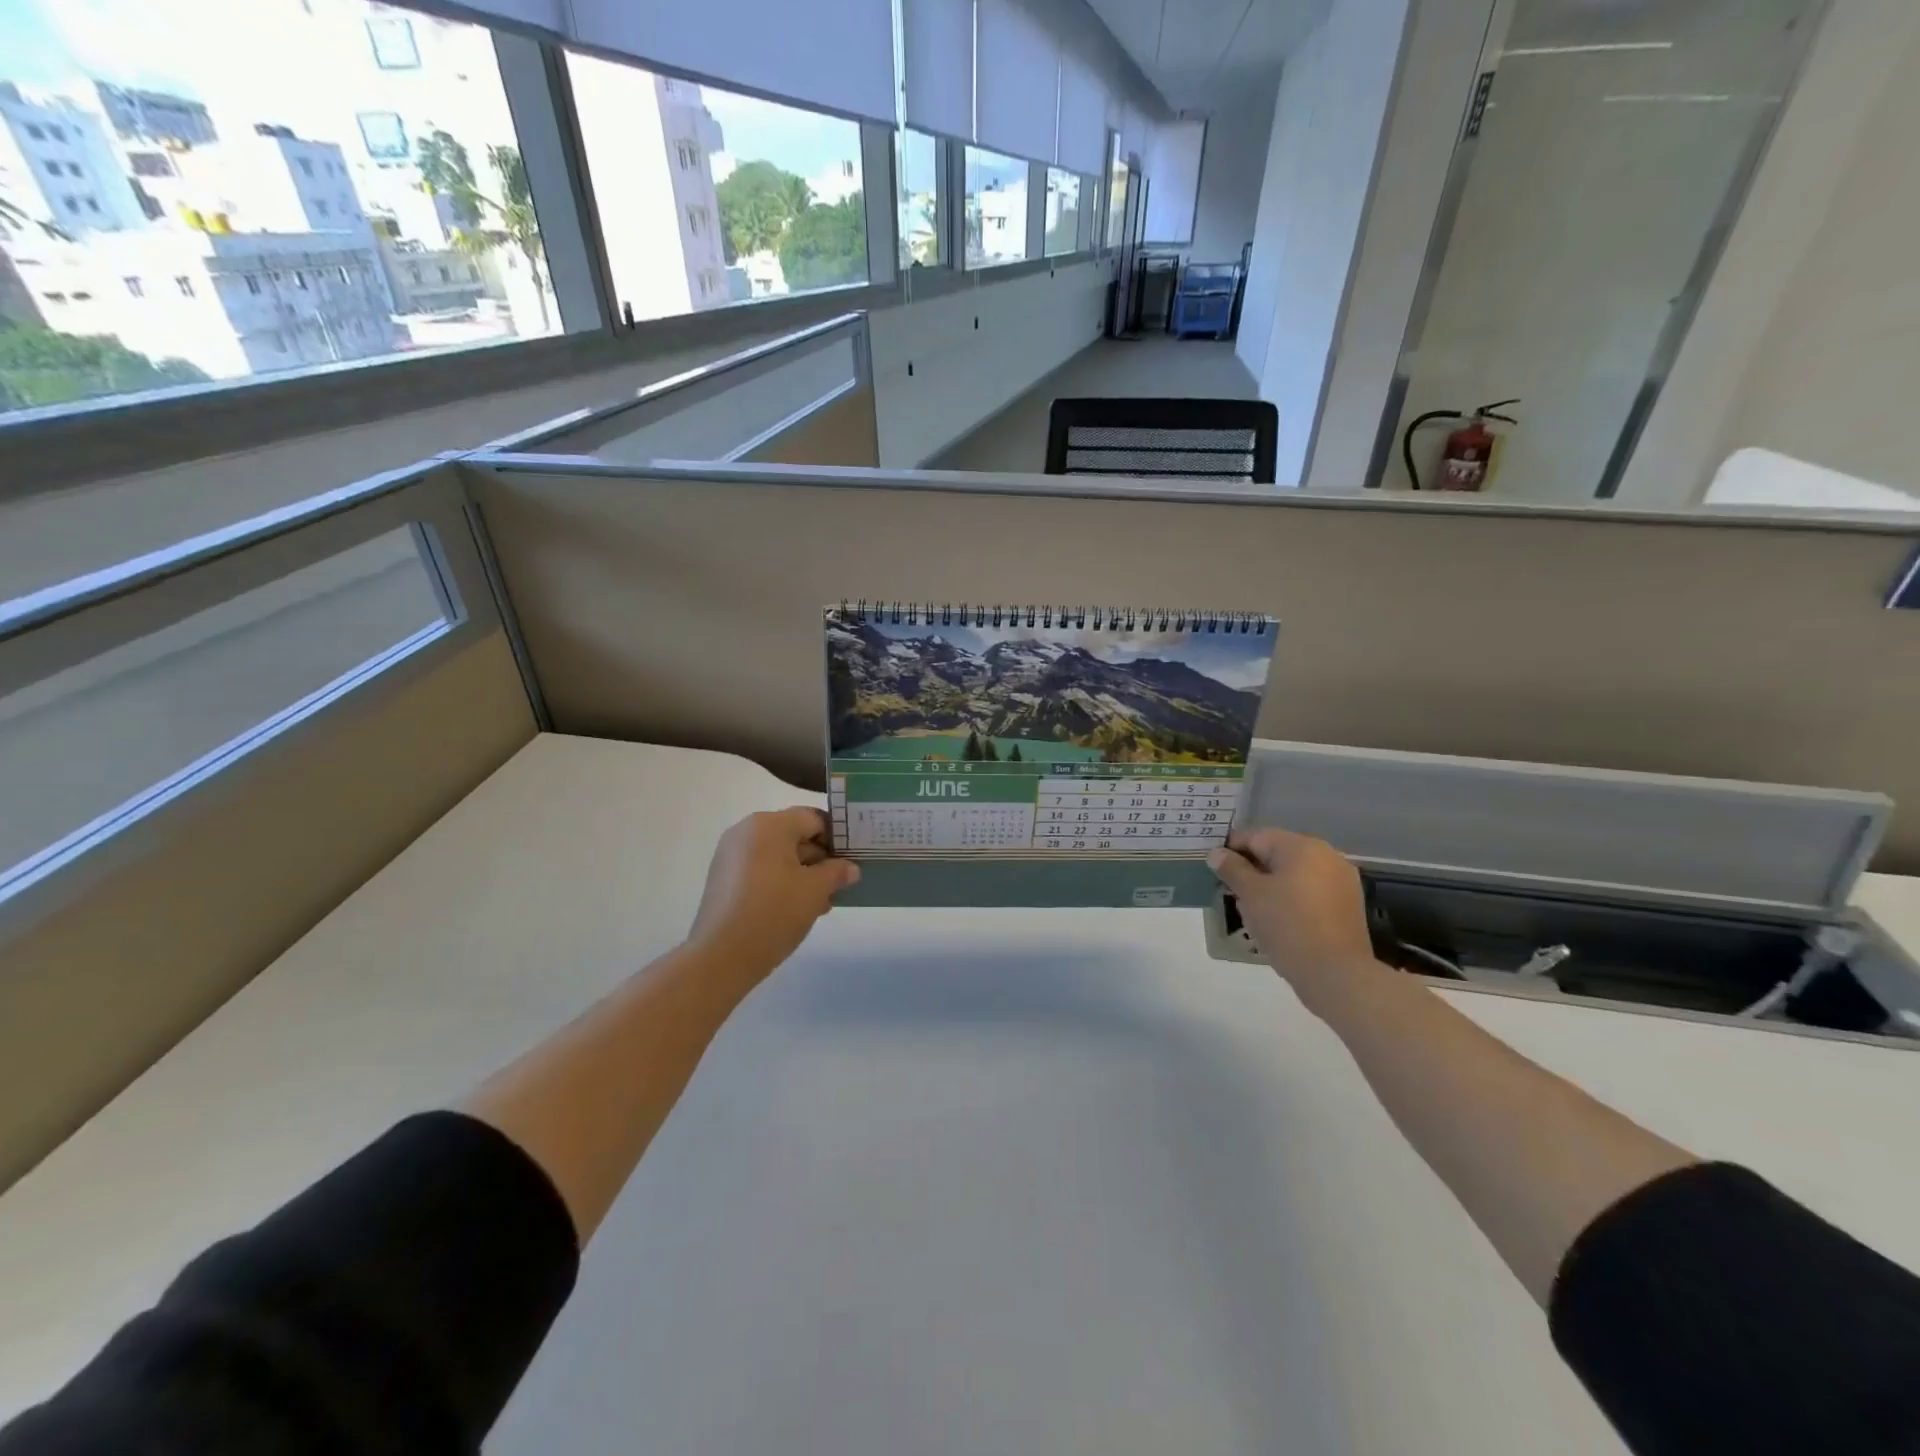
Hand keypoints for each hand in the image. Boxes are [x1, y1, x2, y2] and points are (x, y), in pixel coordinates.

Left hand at [686, 807, 859, 983]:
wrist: (721, 956)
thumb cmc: (774, 912)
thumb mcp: (815, 891)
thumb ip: (836, 872)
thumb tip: (850, 868)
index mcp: (769, 825)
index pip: (813, 818)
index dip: (836, 837)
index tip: (851, 860)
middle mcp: (746, 831)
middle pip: (794, 835)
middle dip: (820, 859)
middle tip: (839, 885)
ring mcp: (730, 855)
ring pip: (778, 855)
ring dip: (802, 873)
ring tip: (821, 902)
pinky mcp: (723, 878)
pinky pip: (760, 870)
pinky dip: (780, 882)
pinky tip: (795, 908)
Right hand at [1209, 828, 1379, 999]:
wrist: (1335, 973)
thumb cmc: (1287, 925)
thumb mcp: (1251, 895)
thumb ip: (1232, 869)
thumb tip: (1216, 853)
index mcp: (1302, 846)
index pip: (1256, 837)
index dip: (1231, 850)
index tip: (1214, 869)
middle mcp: (1326, 855)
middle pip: (1277, 853)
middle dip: (1252, 869)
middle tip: (1230, 892)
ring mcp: (1341, 880)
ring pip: (1294, 873)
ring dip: (1272, 884)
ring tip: (1253, 909)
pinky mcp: (1348, 904)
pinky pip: (1311, 891)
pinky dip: (1292, 898)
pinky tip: (1279, 920)